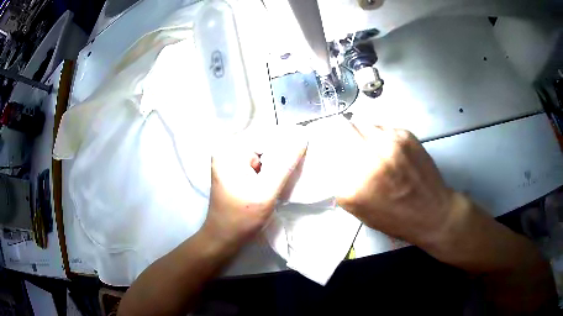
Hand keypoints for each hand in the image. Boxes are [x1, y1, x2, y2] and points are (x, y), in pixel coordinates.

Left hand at [202, 133, 306, 248]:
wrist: (223, 238)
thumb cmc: (242, 217)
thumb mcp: (267, 191)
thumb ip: (285, 164)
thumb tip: (303, 137)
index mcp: (230, 150)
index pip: (266, 136)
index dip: (287, 145)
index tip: (303, 154)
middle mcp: (227, 150)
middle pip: (263, 144)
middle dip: (281, 156)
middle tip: (294, 169)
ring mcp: (229, 160)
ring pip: (262, 154)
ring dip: (275, 164)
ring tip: (285, 177)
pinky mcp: (233, 170)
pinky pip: (257, 164)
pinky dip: (268, 171)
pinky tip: (274, 182)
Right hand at [335, 122, 455, 247]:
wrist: (433, 213)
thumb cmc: (396, 219)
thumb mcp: (360, 210)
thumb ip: (343, 185)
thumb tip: (335, 161)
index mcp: (354, 186)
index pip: (328, 152)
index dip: (327, 148)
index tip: (330, 149)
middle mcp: (370, 159)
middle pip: (342, 129)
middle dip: (341, 136)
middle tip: (347, 144)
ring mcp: (389, 143)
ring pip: (362, 124)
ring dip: (361, 133)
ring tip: (370, 147)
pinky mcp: (405, 135)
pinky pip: (382, 127)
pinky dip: (379, 135)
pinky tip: (387, 148)